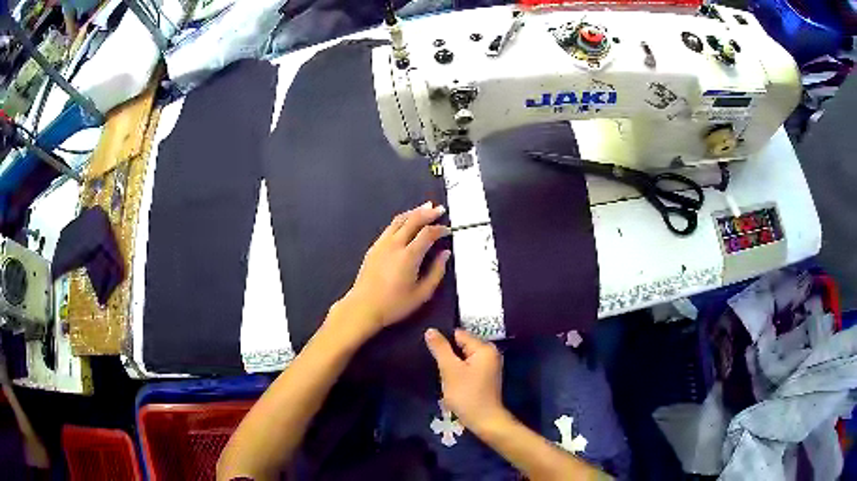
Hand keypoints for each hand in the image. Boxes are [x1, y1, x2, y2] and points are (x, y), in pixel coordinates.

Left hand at [335, 202, 450, 337]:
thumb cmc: (394, 304)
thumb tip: (445, 254)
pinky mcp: (373, 247)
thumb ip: (436, 272)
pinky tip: (406, 223)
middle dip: (428, 213)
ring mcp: (382, 244)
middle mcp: (395, 244)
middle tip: (439, 209)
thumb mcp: (422, 294)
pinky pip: (390, 227)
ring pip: (399, 220)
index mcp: (409, 256)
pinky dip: (402, 220)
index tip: (448, 230)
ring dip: (414, 212)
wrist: (363, 307)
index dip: (440, 229)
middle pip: (413, 220)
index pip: (427, 233)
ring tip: (425, 208)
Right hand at [425, 328, 505, 430]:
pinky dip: (459, 372)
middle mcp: (490, 353)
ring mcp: (489, 366)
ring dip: (453, 365)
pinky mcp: (486, 377)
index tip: (432, 353)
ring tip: (443, 375)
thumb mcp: (450, 370)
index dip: (444, 342)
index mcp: (484, 348)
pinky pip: (469, 367)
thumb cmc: (466, 394)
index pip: (459, 334)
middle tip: (438, 367)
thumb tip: (430, 330)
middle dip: (448, 354)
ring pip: (464, 358)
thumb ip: (440, 348)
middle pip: (462, 345)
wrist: (484, 420)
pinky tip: (452, 382)